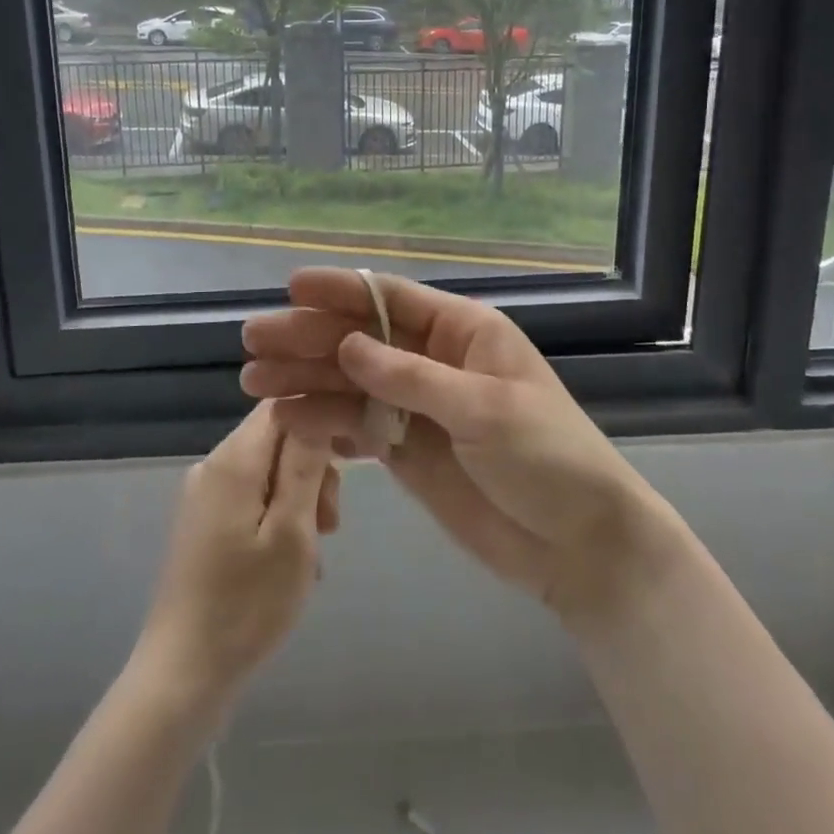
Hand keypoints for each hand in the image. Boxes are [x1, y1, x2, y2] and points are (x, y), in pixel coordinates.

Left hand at [133, 402, 340, 704]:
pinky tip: (288, 564)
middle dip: (313, 470)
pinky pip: (252, 498)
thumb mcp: (292, 533)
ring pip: (269, 471)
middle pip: (278, 438)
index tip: (350, 459)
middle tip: (329, 524)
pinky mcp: (203, 523)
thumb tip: (318, 407)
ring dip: (299, 500)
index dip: (321, 420)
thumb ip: (306, 464)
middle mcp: (213, 465)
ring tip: (312, 552)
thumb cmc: (246, 605)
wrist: (182, 676)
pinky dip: (278, 519)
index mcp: (234, 460)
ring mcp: (205, 495)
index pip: (284, 405)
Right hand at [240, 269, 680, 630]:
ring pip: (352, 383)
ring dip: (306, 380)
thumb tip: (347, 344)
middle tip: (253, 342)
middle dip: (309, 338)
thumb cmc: (547, 459)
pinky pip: (358, 428)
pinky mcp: (408, 452)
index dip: (341, 291)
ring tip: (254, 383)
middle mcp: (434, 361)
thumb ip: (411, 378)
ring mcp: (419, 407)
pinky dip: (325, 424)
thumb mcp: (484, 410)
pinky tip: (289, 421)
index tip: (291, 287)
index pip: (392, 299)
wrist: (580, 546)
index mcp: (462, 332)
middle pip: (361, 340)